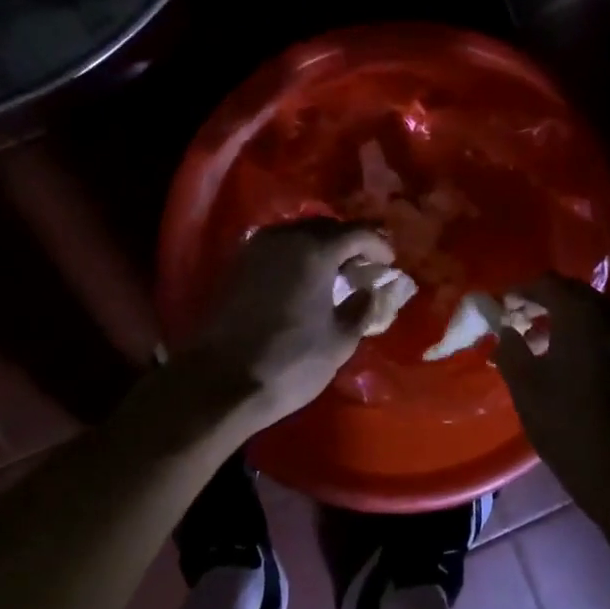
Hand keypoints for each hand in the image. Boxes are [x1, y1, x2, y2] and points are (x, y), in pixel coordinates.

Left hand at [182, 219, 393, 433]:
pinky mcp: (237, 266)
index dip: (377, 244)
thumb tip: (368, 291)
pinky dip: (296, 257)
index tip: (390, 262)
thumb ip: (361, 308)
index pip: (356, 232)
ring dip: (320, 248)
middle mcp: (285, 238)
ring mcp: (256, 249)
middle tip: (364, 266)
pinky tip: (304, 281)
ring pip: (297, 235)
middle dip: (349, 243)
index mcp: (315, 250)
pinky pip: (277, 249)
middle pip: (325, 227)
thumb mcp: (339, 341)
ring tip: (335, 273)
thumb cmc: (290, 362)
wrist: (219, 381)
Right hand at [494, 274, 609, 521]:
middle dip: (544, 302)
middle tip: (518, 320)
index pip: (547, 284)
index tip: (501, 306)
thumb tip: (506, 329)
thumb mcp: (526, 387)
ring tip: (540, 341)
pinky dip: (585, 334)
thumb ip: (510, 348)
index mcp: (583, 315)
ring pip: (594, 312)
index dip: (520, 292)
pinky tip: (568, 359)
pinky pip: (608, 331)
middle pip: (574, 293)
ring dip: (566, 318)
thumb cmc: (569, 425)